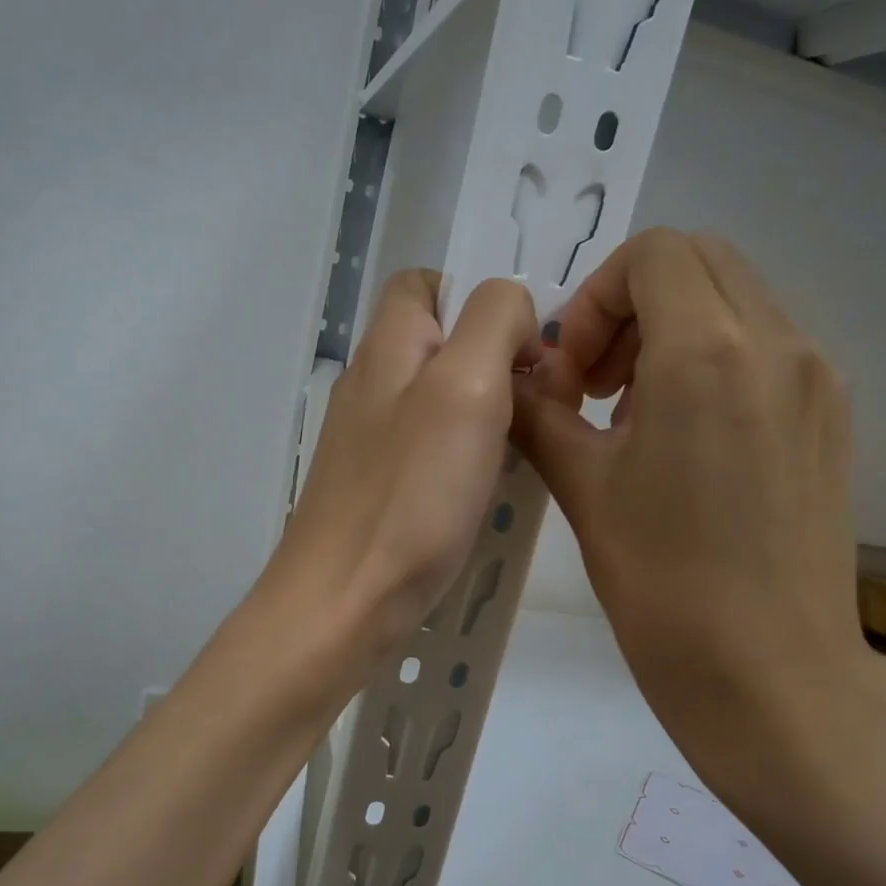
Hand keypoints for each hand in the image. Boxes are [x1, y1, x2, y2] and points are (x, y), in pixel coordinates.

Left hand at [260, 270, 538, 694]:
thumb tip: (512, 312)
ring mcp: (371, 440)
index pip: (425, 282)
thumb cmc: (410, 494)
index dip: (479, 298)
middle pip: (440, 344)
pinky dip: (468, 456)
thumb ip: (494, 322)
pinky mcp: (380, 487)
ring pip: (441, 400)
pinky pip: (433, 449)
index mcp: (387, 346)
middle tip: (541, 403)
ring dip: (489, 413)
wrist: (344, 602)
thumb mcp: (466, 386)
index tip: (524, 345)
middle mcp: (372, 384)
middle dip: (497, 360)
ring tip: (527, 447)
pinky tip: (491, 488)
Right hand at [512, 228, 885, 803]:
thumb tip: (514, 379)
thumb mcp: (582, 487)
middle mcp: (778, 343)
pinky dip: (715, 359)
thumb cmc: (662, 583)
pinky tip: (686, 437)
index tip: (573, 372)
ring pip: (737, 300)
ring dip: (673, 330)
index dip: (596, 298)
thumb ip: (538, 413)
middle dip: (633, 304)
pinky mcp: (833, 417)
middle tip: (597, 382)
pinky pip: (767, 347)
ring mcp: (817, 379)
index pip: (653, 254)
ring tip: (636, 413)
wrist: (770, 674)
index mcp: (708, 352)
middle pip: (699, 262)